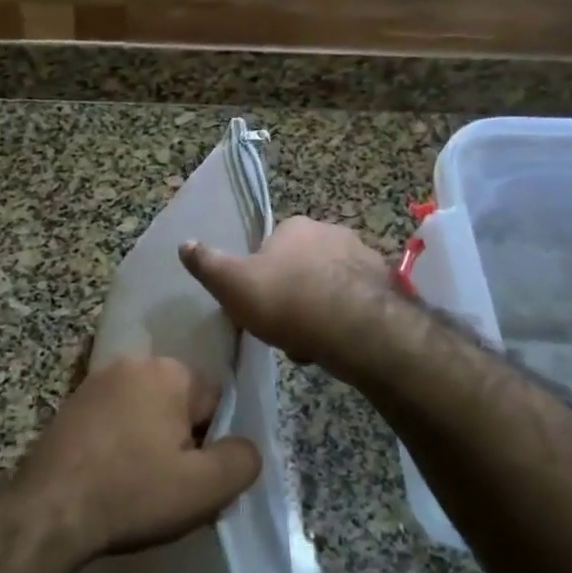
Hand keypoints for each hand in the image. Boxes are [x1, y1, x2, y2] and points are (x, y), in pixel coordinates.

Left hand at [18, 356, 260, 558]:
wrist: (49, 510)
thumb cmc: (133, 493)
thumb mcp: (205, 487)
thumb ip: (243, 459)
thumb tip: (246, 447)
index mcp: (169, 371)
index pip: (215, 404)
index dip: (212, 446)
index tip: (195, 480)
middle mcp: (133, 363)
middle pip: (179, 405)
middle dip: (181, 441)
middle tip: (169, 486)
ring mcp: (96, 381)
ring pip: (145, 413)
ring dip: (148, 443)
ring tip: (138, 486)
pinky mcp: (70, 404)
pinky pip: (113, 421)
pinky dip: (119, 445)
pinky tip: (110, 477)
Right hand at [180, 216, 389, 367]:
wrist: (355, 328)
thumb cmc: (286, 300)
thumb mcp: (233, 284)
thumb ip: (207, 264)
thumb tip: (184, 244)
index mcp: (296, 226)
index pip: (272, 247)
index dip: (262, 276)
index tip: (258, 304)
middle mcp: (332, 232)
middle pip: (302, 267)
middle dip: (293, 295)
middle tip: (283, 328)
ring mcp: (364, 258)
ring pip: (330, 287)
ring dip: (319, 311)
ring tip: (309, 344)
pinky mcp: (387, 287)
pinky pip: (356, 304)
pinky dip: (345, 321)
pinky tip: (336, 346)